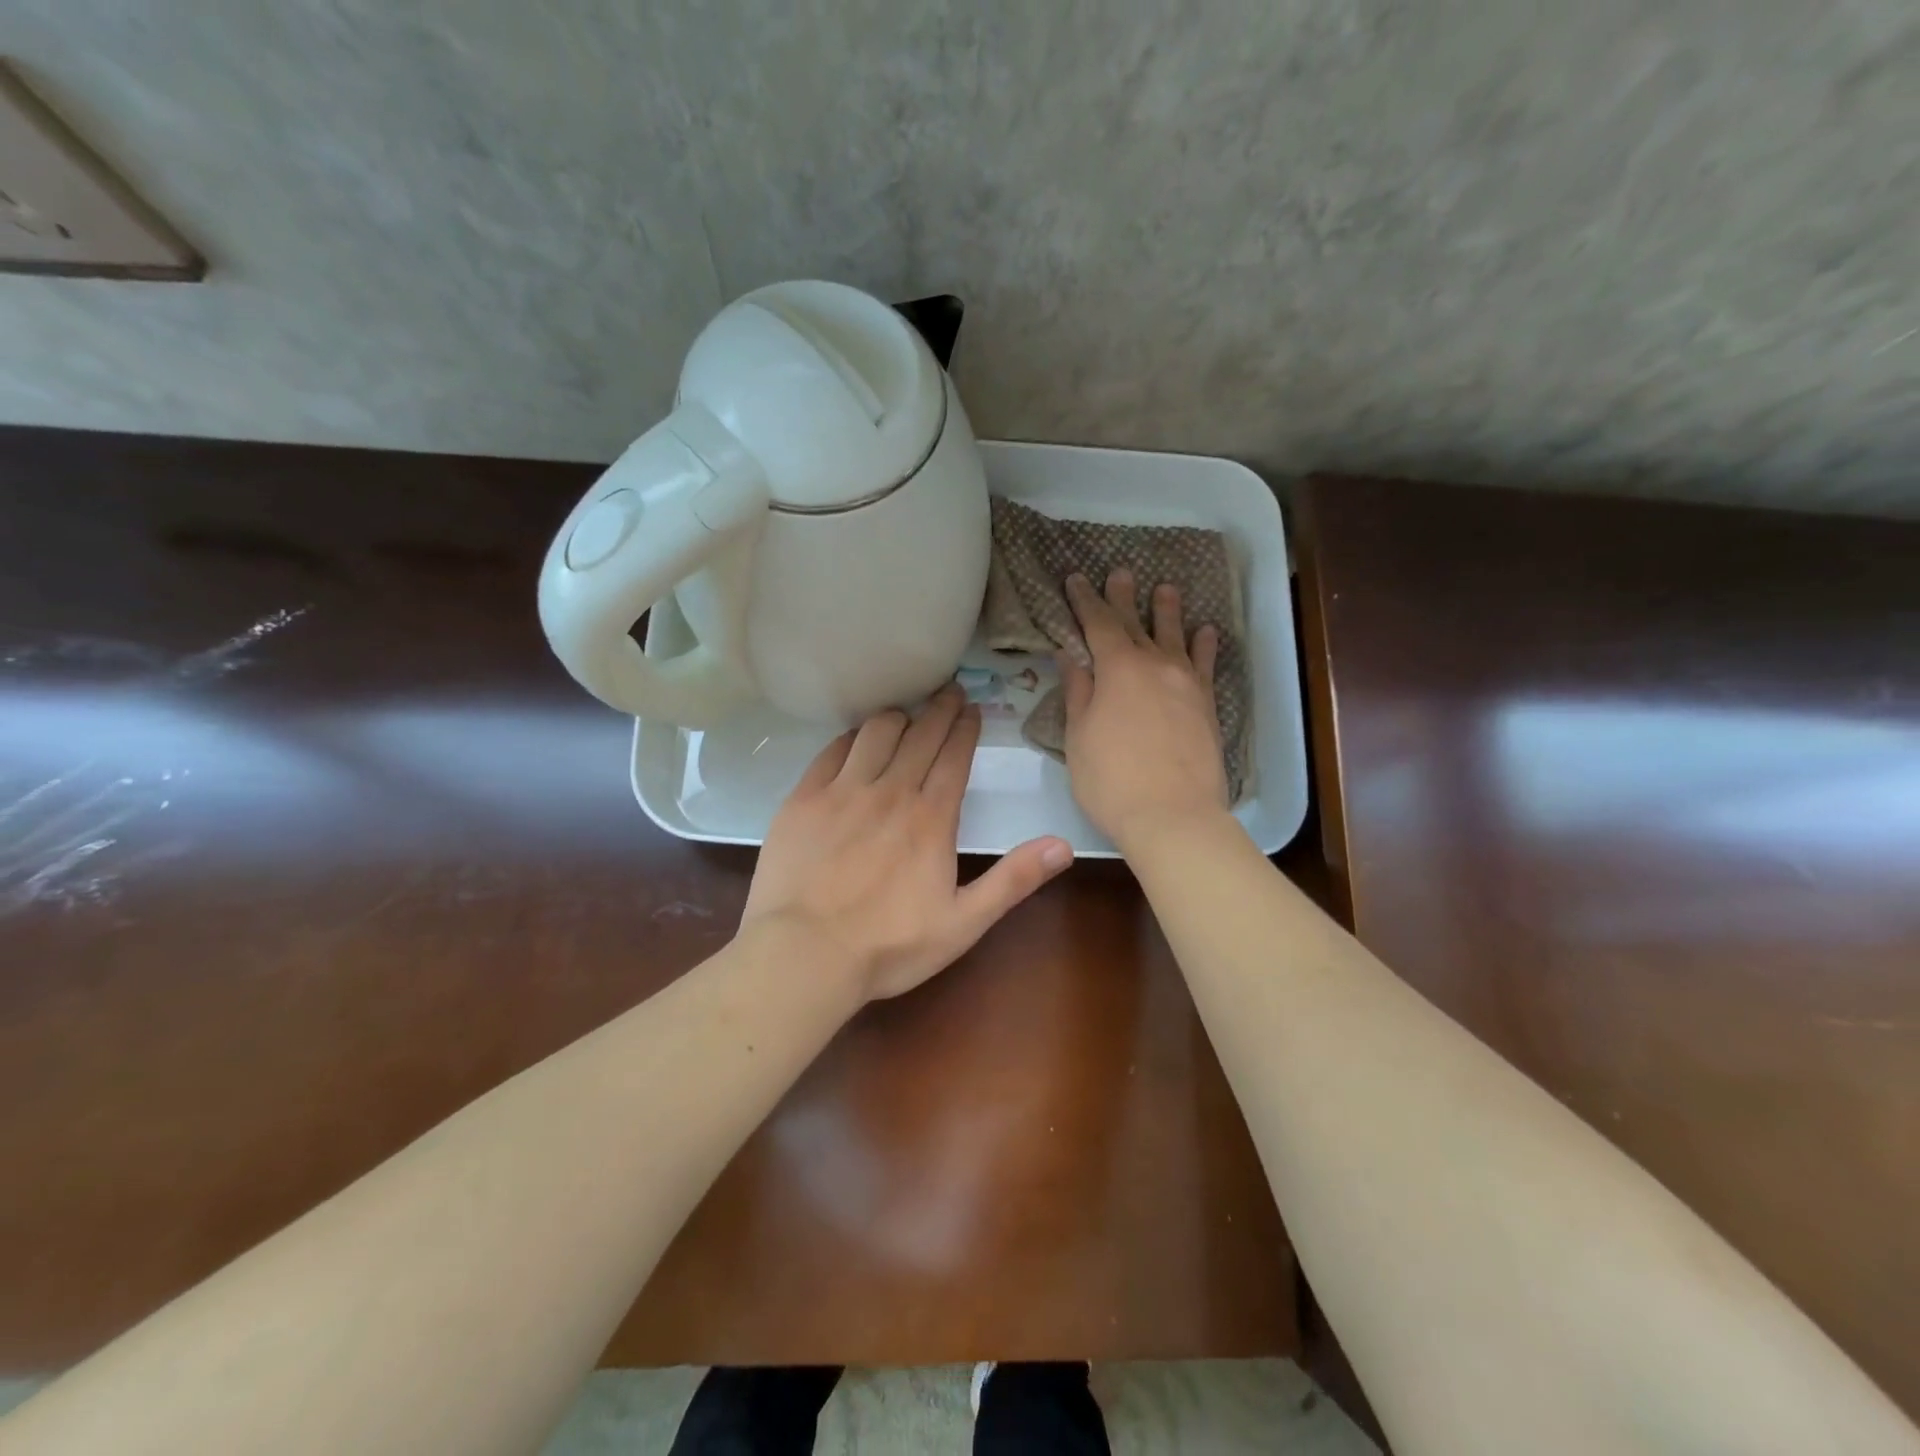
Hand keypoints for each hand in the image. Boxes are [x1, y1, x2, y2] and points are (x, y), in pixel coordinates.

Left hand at [743, 683, 1073, 1002]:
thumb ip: (1013, 880)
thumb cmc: (889, 946)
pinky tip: (857, 738)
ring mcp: (843, 791)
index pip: (954, 756)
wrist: (805, 955)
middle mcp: (890, 791)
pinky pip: (832, 750)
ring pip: (876, 732)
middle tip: (950, 691)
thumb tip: (1063, 844)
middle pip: (920, 735)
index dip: (965, 728)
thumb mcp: (964, 923)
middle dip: (940, 709)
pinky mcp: (804, 798)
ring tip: (906, 712)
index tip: (972, 708)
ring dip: (897, 716)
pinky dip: (851, 737)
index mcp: (931, 818)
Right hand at [1060, 569, 1229, 848]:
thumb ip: (1079, 691)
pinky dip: (1204, 645)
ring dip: (1167, 611)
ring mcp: (1185, 683)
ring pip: (1175, 636)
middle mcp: (1154, 665)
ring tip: (1165, 588)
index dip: (1085, 600)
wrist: (1173, 816)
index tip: (1076, 580)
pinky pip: (1205, 665)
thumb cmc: (1111, 780)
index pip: (1097, 624)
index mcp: (1117, 669)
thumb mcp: (1078, 736)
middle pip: (1136, 623)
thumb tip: (1072, 655)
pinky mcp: (1206, 704)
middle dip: (1123, 597)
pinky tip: (1205, 631)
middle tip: (1119, 573)